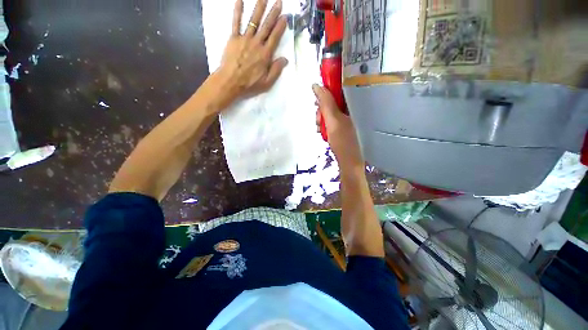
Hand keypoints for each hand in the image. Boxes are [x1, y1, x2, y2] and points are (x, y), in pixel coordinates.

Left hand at [217, 0, 288, 99]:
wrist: (231, 81)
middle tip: (278, 2)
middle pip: (266, 26)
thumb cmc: (250, 84)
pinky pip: (236, 22)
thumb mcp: (267, 82)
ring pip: (254, 20)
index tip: (285, 16)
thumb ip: (276, 70)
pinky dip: (238, 11)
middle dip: (273, 13)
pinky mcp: (234, 38)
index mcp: (265, 54)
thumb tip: (285, 59)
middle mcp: (257, 43)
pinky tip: (240, 0)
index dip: (281, 26)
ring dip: (259, 8)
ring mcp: (245, 39)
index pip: (275, 37)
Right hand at [313, 84, 364, 171]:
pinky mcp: (344, 126)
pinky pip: (331, 120)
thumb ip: (325, 103)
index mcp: (355, 103)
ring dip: (322, 120)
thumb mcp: (333, 120)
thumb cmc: (343, 141)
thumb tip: (315, 85)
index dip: (326, 92)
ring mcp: (348, 118)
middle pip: (332, 101)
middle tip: (319, 120)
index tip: (317, 101)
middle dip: (322, 111)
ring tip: (321, 129)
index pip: (339, 88)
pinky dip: (325, 125)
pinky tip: (323, 132)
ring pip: (330, 112)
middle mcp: (352, 108)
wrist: (349, 162)